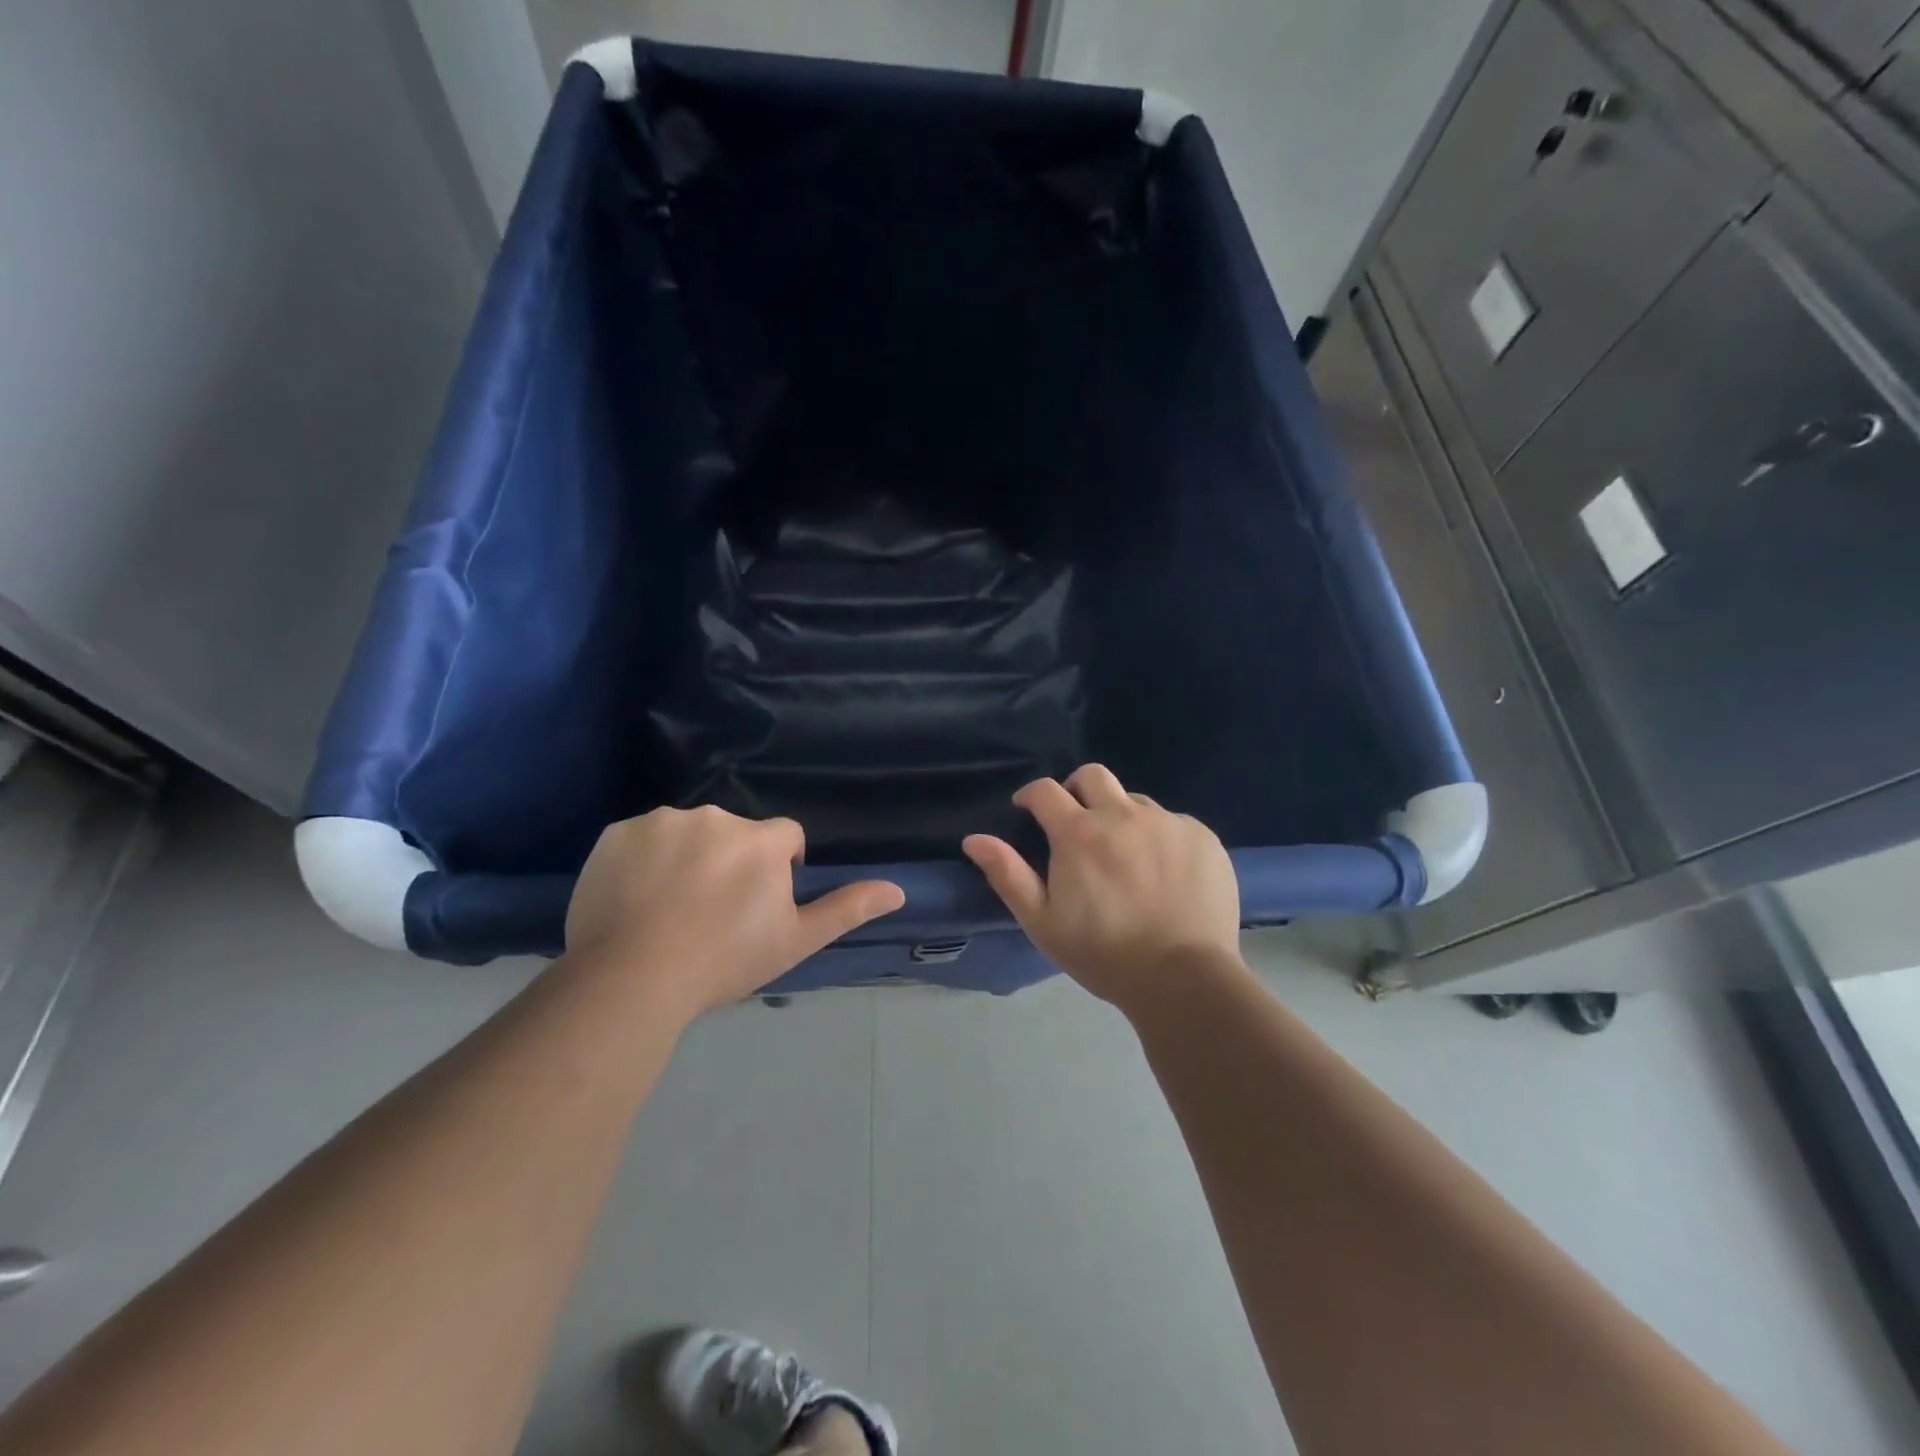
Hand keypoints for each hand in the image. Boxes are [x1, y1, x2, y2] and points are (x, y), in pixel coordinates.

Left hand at [565, 806, 904, 1016]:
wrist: (634, 978)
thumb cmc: (725, 960)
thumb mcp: (795, 941)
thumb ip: (846, 908)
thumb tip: (899, 890)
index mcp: (760, 841)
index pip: (785, 836)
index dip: (779, 866)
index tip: (759, 902)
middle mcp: (716, 817)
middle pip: (734, 832)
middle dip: (731, 860)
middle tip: (713, 910)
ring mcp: (663, 821)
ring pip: (688, 831)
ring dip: (687, 855)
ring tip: (670, 906)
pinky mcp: (617, 832)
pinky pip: (641, 838)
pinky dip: (642, 859)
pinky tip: (635, 897)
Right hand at [962, 764, 1241, 1009]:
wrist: (1184, 979)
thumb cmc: (1104, 954)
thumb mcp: (1043, 922)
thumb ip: (1008, 875)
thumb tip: (973, 839)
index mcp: (1079, 833)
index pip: (1045, 790)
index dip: (1031, 796)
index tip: (1028, 810)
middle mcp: (1123, 814)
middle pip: (1092, 775)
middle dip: (1076, 790)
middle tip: (1076, 823)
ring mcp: (1167, 822)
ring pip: (1134, 801)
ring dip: (1120, 817)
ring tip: (1125, 857)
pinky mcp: (1202, 837)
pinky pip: (1173, 823)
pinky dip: (1160, 838)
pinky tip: (1164, 874)